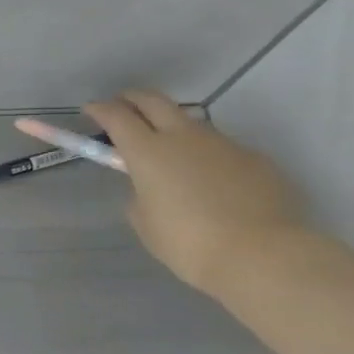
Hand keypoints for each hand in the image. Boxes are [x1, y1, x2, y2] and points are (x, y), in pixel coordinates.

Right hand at [82, 89, 310, 295]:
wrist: (262, 255)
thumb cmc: (188, 243)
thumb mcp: (145, 222)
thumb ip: (141, 195)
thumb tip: (151, 187)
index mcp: (148, 152)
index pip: (117, 116)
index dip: (100, 109)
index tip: (91, 110)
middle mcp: (184, 137)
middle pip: (154, 101)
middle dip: (133, 98)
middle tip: (123, 106)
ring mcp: (223, 144)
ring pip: (191, 123)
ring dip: (173, 128)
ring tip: (170, 153)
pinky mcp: (255, 159)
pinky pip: (222, 150)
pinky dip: (207, 157)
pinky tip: (212, 184)